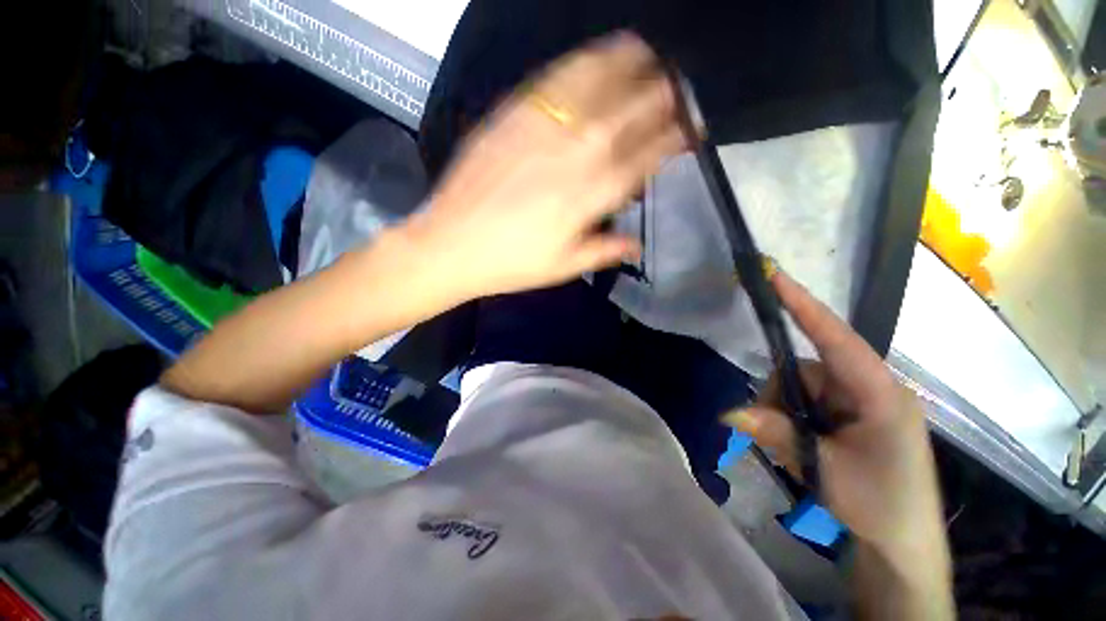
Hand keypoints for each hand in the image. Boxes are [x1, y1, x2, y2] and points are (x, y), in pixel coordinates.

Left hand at [400, 33, 688, 302]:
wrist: (452, 244)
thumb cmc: (512, 263)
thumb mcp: (564, 266)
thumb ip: (605, 251)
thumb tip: (637, 245)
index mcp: (595, 194)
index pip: (650, 155)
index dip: (676, 139)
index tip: (691, 131)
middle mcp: (579, 152)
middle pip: (635, 111)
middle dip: (663, 98)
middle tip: (676, 92)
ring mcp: (546, 126)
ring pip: (601, 80)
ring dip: (632, 65)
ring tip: (648, 58)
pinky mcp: (514, 112)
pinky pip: (559, 76)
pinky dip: (587, 61)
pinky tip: (600, 56)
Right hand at [725, 270, 946, 555]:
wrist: (901, 542)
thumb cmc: (880, 504)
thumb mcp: (827, 470)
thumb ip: (778, 434)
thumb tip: (729, 413)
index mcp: (879, 393)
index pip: (836, 338)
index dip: (803, 305)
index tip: (775, 277)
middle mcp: (867, 388)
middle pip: (803, 369)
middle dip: (779, 398)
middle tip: (772, 435)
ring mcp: (856, 401)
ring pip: (797, 387)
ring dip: (783, 414)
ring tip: (794, 452)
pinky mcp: (847, 414)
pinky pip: (804, 402)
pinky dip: (791, 421)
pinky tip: (800, 448)